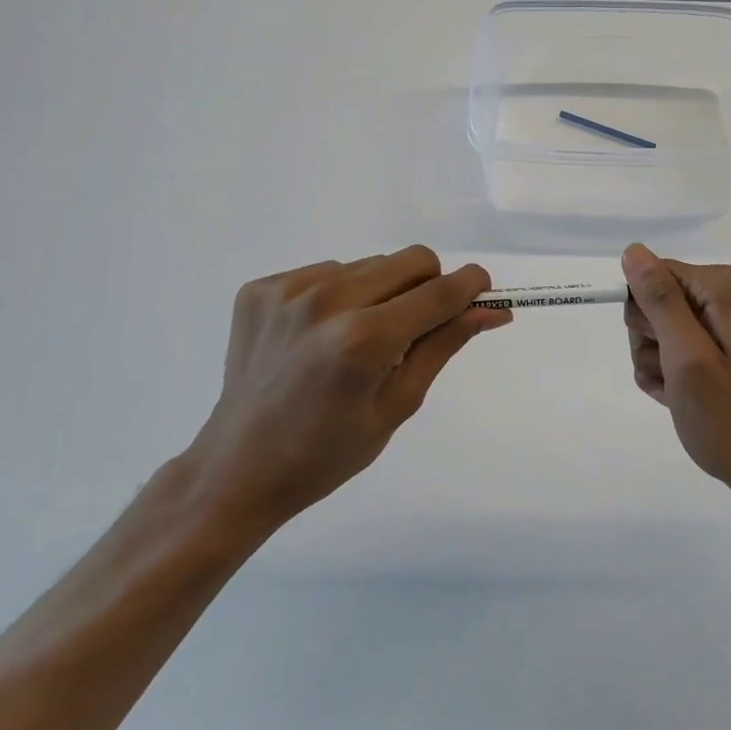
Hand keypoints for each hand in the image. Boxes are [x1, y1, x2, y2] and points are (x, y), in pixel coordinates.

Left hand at [184, 247, 508, 545]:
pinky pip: (327, 271)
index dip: (471, 285)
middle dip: (428, 287)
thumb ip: (444, 345)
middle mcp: (326, 301)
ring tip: (357, 339)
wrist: (238, 468)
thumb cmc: (328, 452)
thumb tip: (492, 310)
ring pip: (369, 265)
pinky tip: (321, 336)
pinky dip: (339, 295)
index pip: (439, 291)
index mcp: (363, 340)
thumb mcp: (398, 404)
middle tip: (415, 328)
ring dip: (381, 292)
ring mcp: (287, 290)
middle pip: (410, 260)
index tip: (483, 291)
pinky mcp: (260, 288)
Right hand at [621, 243, 730, 519]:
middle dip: (650, 342)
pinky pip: (672, 351)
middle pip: (653, 301)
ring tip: (680, 393)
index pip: (652, 275)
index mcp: (721, 286)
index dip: (645, 316)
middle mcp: (724, 296)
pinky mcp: (718, 349)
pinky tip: (684, 399)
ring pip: (656, 331)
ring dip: (657, 365)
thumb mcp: (687, 357)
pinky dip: (669, 377)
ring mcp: (722, 324)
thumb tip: (633, 251)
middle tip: (674, 375)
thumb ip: (660, 301)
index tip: (661, 349)